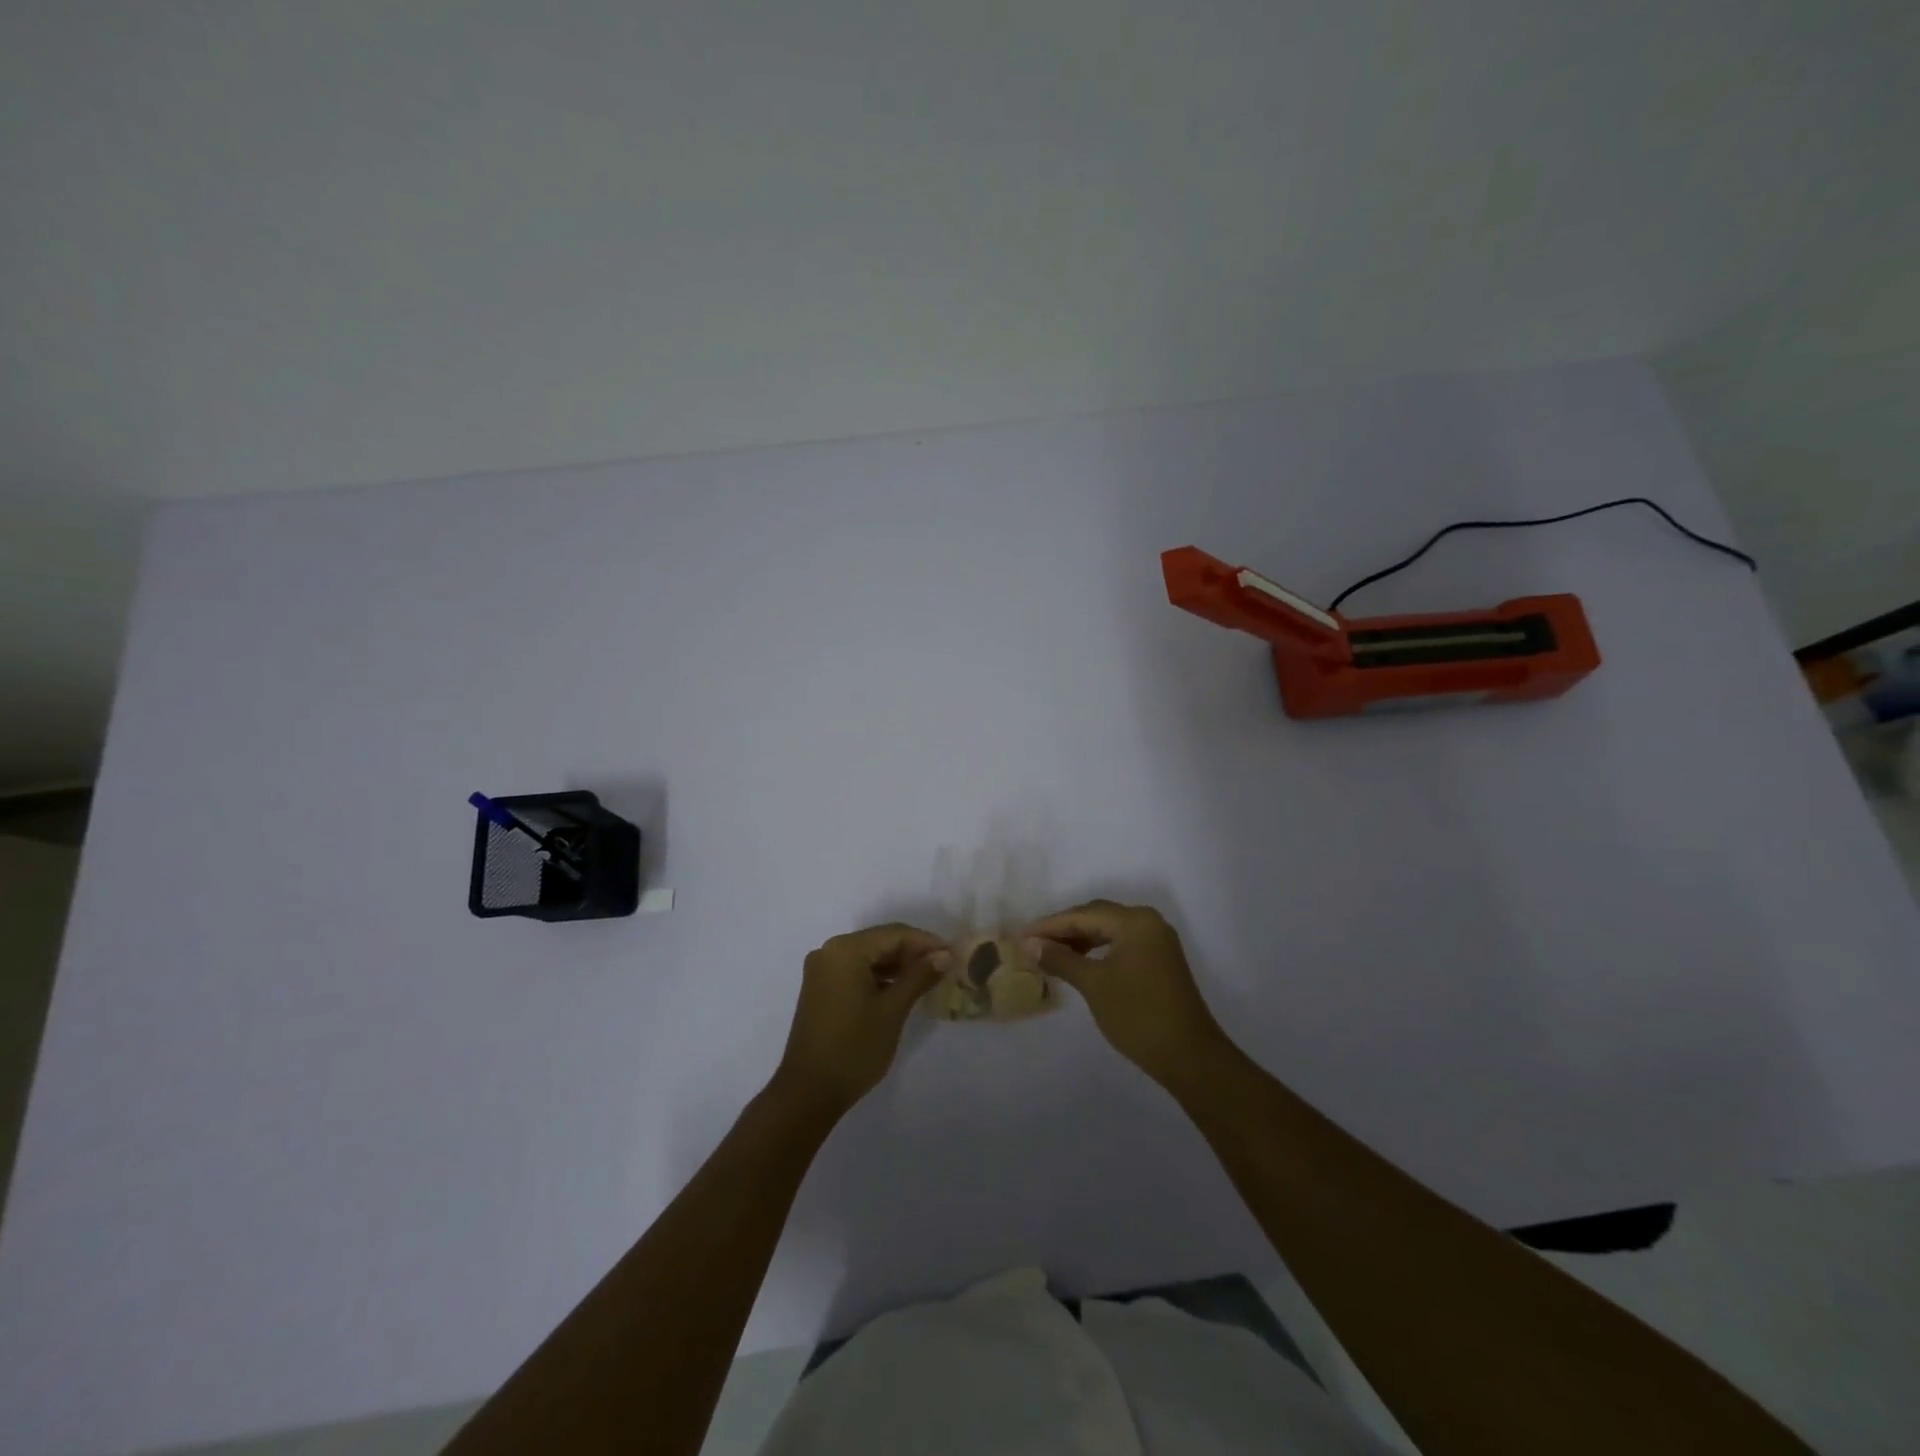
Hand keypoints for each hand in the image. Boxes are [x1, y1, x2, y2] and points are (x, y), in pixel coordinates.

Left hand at [774, 923, 947, 1113]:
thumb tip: (945, 955)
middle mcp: (829, 951)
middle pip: (880, 941)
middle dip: (912, 953)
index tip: (954, 954)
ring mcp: (822, 970)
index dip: (926, 942)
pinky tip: (901, 989)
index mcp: (845, 949)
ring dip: (897, 965)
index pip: (894, 934)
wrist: (808, 1092)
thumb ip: (919, 976)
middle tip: (944, 967)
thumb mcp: (893, 1010)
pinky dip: (879, 976)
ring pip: (868, 956)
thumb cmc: (854, 1047)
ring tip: (928, 978)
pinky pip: (856, 970)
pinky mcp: (820, 988)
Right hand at [1021, 900, 1229, 1089]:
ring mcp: (1157, 941)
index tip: (1021, 936)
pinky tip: (1080, 963)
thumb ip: (1061, 959)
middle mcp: (1148, 922)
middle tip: (1032, 944)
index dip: (1049, 925)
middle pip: (1097, 917)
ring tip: (1050, 954)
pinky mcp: (1160, 960)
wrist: (1189, 1056)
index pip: (1083, 915)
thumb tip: (1029, 945)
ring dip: (1080, 940)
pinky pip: (1121, 944)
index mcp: (1135, 921)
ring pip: (1109, 930)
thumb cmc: (1138, 1015)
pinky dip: (1098, 950)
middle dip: (1063, 929)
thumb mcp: (1093, 985)